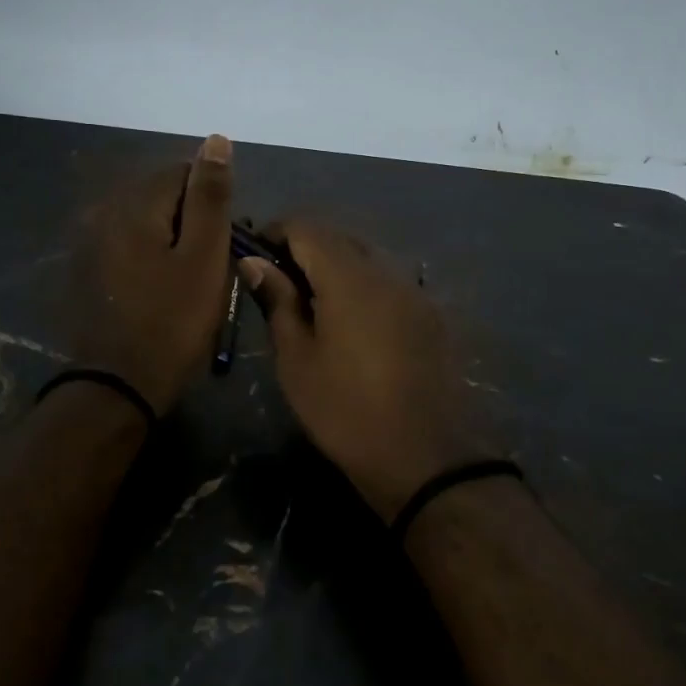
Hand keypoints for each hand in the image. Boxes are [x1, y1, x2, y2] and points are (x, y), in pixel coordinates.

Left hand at [71, 136, 234, 415]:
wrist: (119, 387)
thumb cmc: (173, 322)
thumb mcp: (204, 257)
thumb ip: (210, 197)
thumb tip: (216, 139)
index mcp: (133, 205)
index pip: (182, 172)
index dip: (211, 203)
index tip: (224, 242)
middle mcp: (103, 213)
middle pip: (161, 197)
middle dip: (191, 221)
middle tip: (211, 266)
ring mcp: (90, 244)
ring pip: (147, 224)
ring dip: (172, 242)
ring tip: (190, 282)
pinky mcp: (87, 272)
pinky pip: (129, 248)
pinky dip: (151, 259)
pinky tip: (161, 291)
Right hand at [239, 221, 496, 521]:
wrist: (425, 458)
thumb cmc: (346, 411)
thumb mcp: (298, 360)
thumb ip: (278, 302)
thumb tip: (255, 263)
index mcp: (349, 278)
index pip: (308, 228)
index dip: (276, 232)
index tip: (254, 255)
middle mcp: (387, 273)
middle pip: (340, 238)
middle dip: (305, 248)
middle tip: (278, 282)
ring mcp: (415, 293)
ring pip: (368, 259)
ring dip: (336, 267)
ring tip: (312, 304)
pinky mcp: (431, 316)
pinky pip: (389, 283)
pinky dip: (363, 287)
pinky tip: (351, 322)